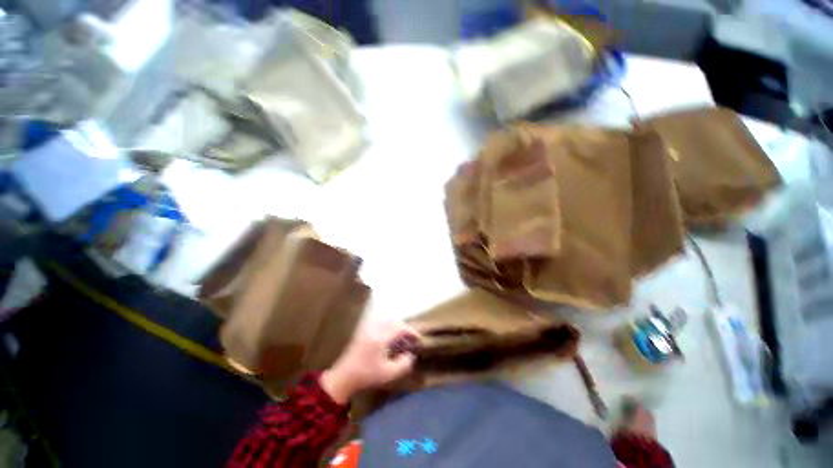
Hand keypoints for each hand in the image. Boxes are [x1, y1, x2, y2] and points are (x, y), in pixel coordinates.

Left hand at [320, 320, 418, 403]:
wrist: (344, 377)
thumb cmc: (366, 376)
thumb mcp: (388, 374)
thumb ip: (403, 365)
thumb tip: (410, 355)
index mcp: (381, 338)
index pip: (400, 328)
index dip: (411, 332)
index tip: (418, 339)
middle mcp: (375, 329)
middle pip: (394, 321)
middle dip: (405, 328)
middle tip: (411, 338)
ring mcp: (368, 329)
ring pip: (387, 321)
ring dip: (397, 326)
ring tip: (402, 338)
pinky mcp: (364, 331)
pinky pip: (380, 323)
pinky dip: (389, 327)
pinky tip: (390, 338)